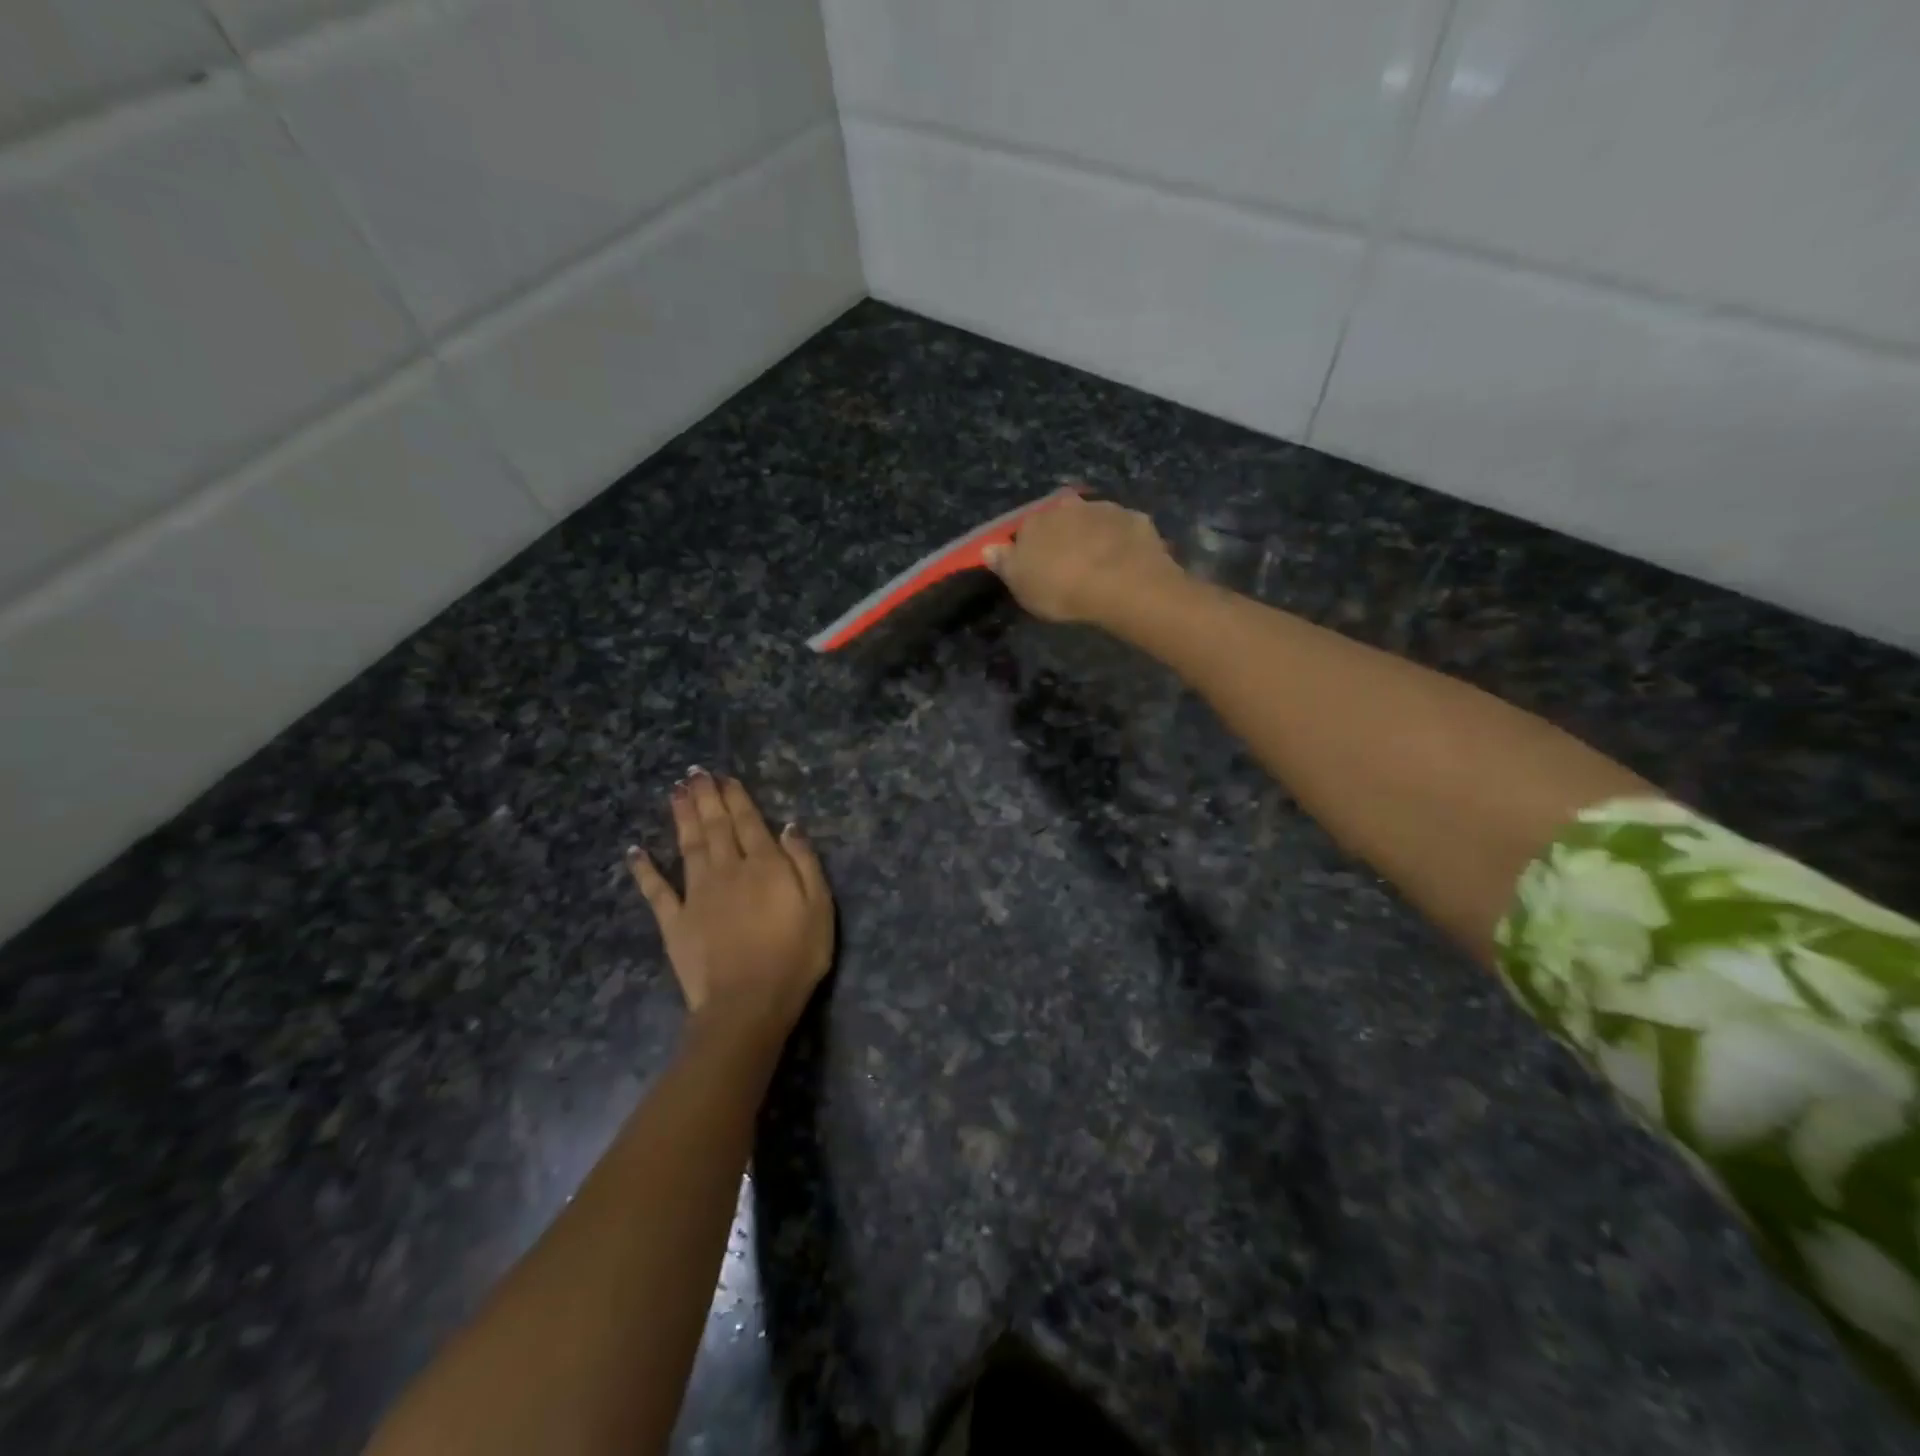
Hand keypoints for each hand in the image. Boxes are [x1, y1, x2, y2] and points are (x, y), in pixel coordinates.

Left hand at [626, 769, 833, 1045]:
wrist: (748, 1003)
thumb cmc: (794, 957)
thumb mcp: (820, 907)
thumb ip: (804, 863)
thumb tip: (789, 826)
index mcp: (764, 865)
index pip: (749, 822)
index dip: (736, 797)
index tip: (724, 777)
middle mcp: (727, 870)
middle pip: (715, 826)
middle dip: (706, 797)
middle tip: (694, 773)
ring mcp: (697, 894)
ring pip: (687, 846)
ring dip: (682, 817)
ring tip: (675, 792)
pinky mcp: (675, 921)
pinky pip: (657, 890)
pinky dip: (644, 870)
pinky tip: (634, 851)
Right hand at [982, 494, 1184, 626]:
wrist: (1121, 583)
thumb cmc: (1061, 588)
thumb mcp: (1021, 585)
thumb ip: (1004, 564)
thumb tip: (987, 548)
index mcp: (1036, 520)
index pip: (1026, 529)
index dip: (1031, 548)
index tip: (1037, 568)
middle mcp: (1069, 506)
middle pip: (1062, 519)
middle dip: (1064, 535)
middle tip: (1070, 564)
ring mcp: (1106, 509)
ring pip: (1094, 520)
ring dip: (1094, 535)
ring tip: (1100, 564)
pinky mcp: (1136, 520)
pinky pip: (1125, 530)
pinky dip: (1123, 542)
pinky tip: (1126, 562)